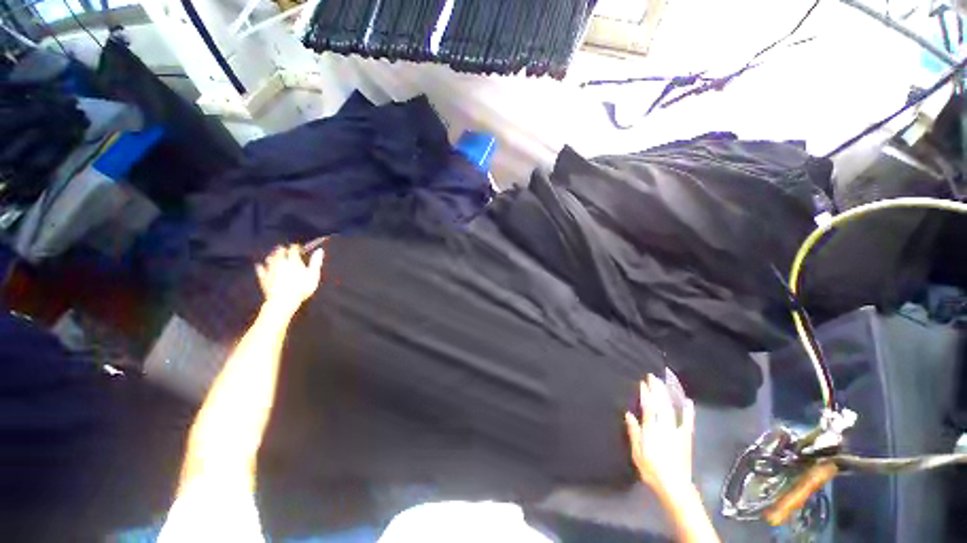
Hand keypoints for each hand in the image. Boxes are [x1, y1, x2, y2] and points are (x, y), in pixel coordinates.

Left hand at [256, 244, 323, 312]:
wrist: (284, 300)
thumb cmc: (302, 288)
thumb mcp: (313, 275)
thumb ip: (316, 262)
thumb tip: (320, 250)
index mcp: (293, 261)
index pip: (293, 249)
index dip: (296, 247)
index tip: (298, 247)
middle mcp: (280, 263)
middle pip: (279, 252)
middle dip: (282, 250)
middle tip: (284, 249)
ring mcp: (271, 270)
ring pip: (270, 259)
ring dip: (273, 256)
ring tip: (274, 256)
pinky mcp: (264, 278)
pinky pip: (261, 270)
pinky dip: (261, 267)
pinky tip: (260, 266)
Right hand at [625, 373, 695, 496]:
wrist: (675, 486)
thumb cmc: (652, 470)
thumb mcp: (637, 453)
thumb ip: (634, 433)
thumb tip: (629, 414)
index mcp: (651, 430)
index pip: (648, 407)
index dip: (646, 394)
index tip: (643, 382)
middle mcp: (664, 427)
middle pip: (661, 404)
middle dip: (656, 389)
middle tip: (652, 376)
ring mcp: (677, 431)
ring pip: (672, 409)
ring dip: (668, 394)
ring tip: (664, 382)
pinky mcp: (687, 438)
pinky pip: (688, 422)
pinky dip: (689, 411)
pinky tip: (689, 402)